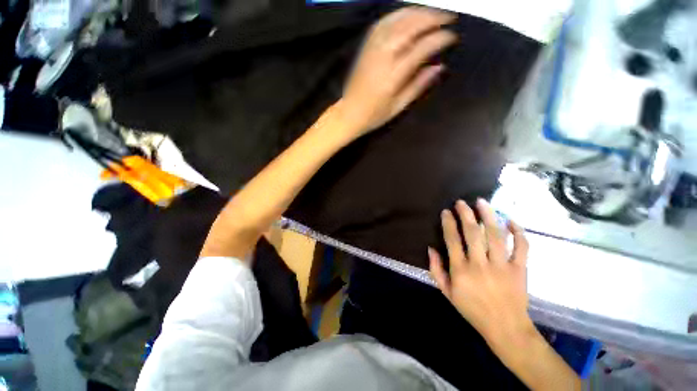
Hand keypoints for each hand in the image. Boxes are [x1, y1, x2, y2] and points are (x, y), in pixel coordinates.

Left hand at [336, 7, 456, 138]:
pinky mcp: (366, 46)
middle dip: (432, 18)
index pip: (421, 48)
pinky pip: (383, 22)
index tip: (452, 37)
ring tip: (433, 13)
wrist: (349, 113)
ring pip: (397, 20)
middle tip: (448, 18)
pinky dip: (399, 14)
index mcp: (393, 76)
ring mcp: (373, 49)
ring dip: (418, 12)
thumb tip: (439, 67)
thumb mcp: (398, 107)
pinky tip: (408, 15)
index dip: (439, 39)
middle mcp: (383, 56)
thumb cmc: (374, 115)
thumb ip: (418, 86)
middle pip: (411, 27)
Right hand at [429, 199, 532, 345]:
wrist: (506, 328)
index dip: (448, 223)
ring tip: (482, 202)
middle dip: (465, 214)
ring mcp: (502, 266)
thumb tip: (431, 248)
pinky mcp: (520, 269)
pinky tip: (511, 220)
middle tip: (461, 202)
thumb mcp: (447, 293)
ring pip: (496, 235)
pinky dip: (518, 233)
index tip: (446, 212)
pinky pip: (522, 247)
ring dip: (488, 216)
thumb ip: (436, 270)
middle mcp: (480, 264)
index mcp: (461, 270)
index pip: (452, 240)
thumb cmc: (472, 309)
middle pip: (472, 233)